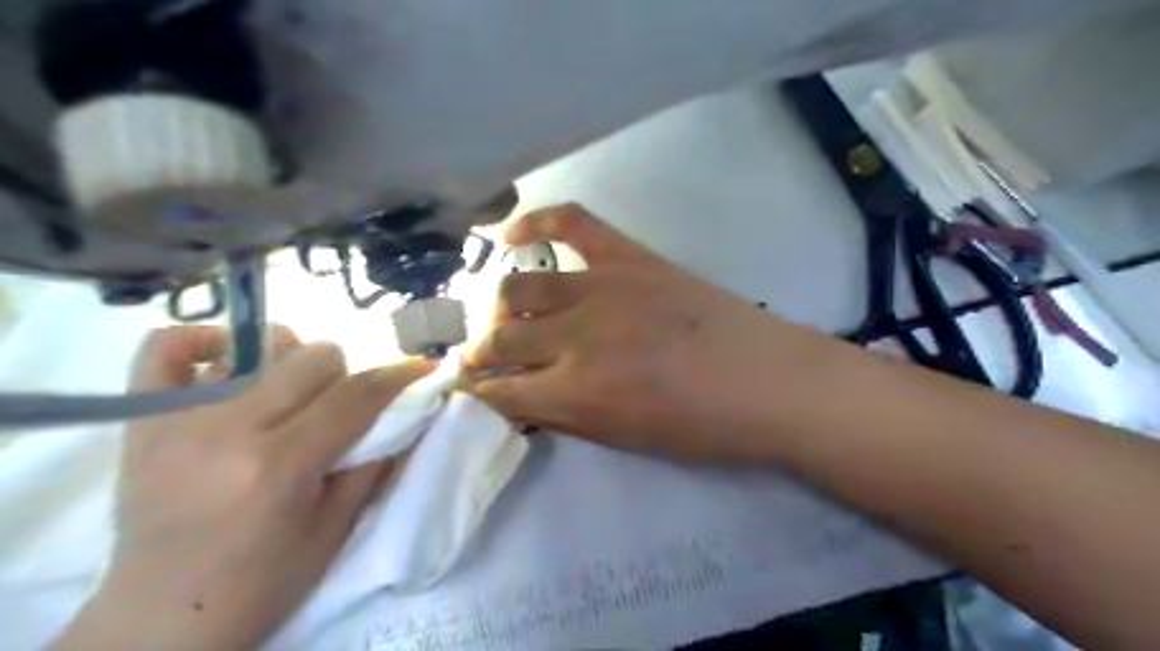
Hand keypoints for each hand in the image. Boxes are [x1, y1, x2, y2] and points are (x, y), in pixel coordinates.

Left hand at [52, 326, 434, 650]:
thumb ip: (371, 463)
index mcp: (280, 465)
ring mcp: (178, 418)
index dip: (398, 375)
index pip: (356, 395)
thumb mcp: (335, 529)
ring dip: (293, 363)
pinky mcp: (142, 419)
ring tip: (288, 397)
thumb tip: (401, 414)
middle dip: (344, 376)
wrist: (162, 621)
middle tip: (339, 409)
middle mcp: (228, 429)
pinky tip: (228, 363)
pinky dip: (204, 342)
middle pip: (314, 357)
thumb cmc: (261, 584)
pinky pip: (165, 348)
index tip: (422, 366)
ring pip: (261, 347)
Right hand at [464, 202, 835, 462]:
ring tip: (503, 317)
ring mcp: (601, 287)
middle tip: (481, 358)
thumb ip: (563, 415)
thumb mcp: (623, 439)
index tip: (468, 390)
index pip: (499, 390)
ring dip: (499, 307)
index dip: (477, 393)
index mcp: (576, 393)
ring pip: (520, 287)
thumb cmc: (701, 427)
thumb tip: (521, 397)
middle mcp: (575, 337)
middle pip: (502, 338)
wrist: (769, 382)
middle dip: (479, 353)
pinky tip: (513, 234)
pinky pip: (572, 222)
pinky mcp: (628, 257)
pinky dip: (537, 220)